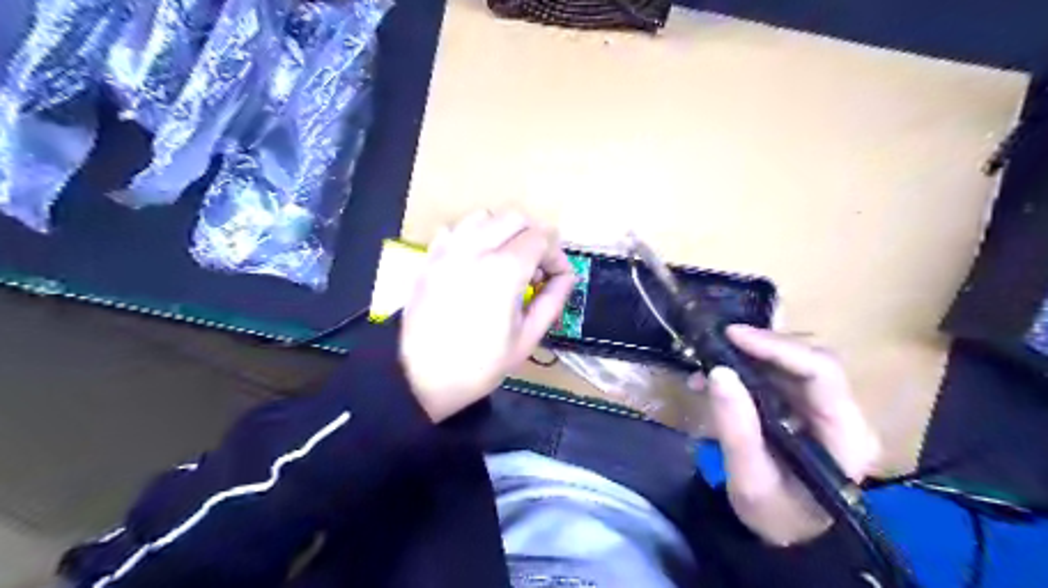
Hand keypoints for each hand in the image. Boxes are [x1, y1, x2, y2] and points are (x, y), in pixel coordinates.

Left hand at [401, 212, 572, 422]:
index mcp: (503, 270)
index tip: (558, 278)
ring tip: (507, 260)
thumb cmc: (479, 366)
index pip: (541, 238)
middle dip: (534, 236)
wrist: (419, 379)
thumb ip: (552, 301)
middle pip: (515, 217)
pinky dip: (473, 236)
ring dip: (504, 231)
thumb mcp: (526, 339)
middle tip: (537, 267)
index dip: (556, 255)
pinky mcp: (429, 258)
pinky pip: (455, 229)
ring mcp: (447, 250)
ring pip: (484, 216)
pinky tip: (476, 262)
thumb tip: (567, 277)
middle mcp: (475, 249)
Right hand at [690, 325, 882, 544]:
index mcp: (846, 435)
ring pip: (795, 360)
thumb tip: (718, 372)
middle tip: (719, 345)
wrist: (789, 535)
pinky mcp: (808, 408)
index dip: (778, 347)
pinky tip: (718, 379)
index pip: (822, 373)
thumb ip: (736, 428)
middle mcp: (846, 415)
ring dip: (751, 356)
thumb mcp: (750, 480)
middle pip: (812, 358)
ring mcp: (829, 409)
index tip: (733, 336)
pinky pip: (781, 374)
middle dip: (763, 346)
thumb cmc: (776, 516)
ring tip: (709, 366)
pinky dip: (748, 368)